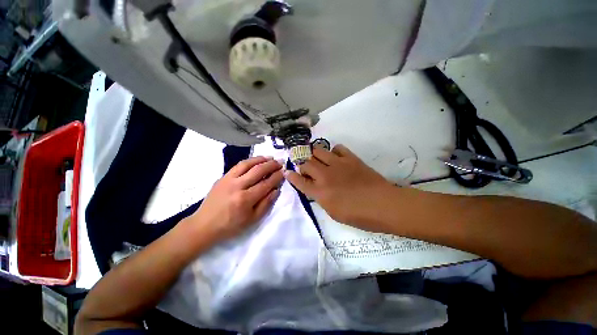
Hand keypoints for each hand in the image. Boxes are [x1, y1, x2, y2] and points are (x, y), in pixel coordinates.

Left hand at [185, 156, 283, 241]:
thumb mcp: (252, 220)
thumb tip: (276, 190)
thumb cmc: (231, 226)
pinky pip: (238, 165)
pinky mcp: (223, 177)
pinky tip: (256, 160)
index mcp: (246, 199)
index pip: (266, 184)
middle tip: (280, 162)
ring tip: (270, 158)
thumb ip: (266, 204)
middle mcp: (238, 186)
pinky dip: (249, 161)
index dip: (276, 177)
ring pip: (248, 164)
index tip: (284, 172)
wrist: (204, 225)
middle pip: (258, 171)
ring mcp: (228, 179)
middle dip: (271, 165)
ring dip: (261, 159)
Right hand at [285, 144, 394, 229]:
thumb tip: (316, 188)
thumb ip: (321, 198)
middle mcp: (325, 175)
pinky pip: (337, 148)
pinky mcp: (350, 158)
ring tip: (318, 160)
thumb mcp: (333, 213)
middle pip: (306, 163)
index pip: (299, 181)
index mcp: (320, 192)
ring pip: (318, 151)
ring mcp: (338, 164)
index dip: (291, 176)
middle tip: (306, 168)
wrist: (383, 205)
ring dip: (315, 155)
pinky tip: (336, 158)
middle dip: (302, 165)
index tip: (287, 172)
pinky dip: (334, 152)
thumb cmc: (359, 215)